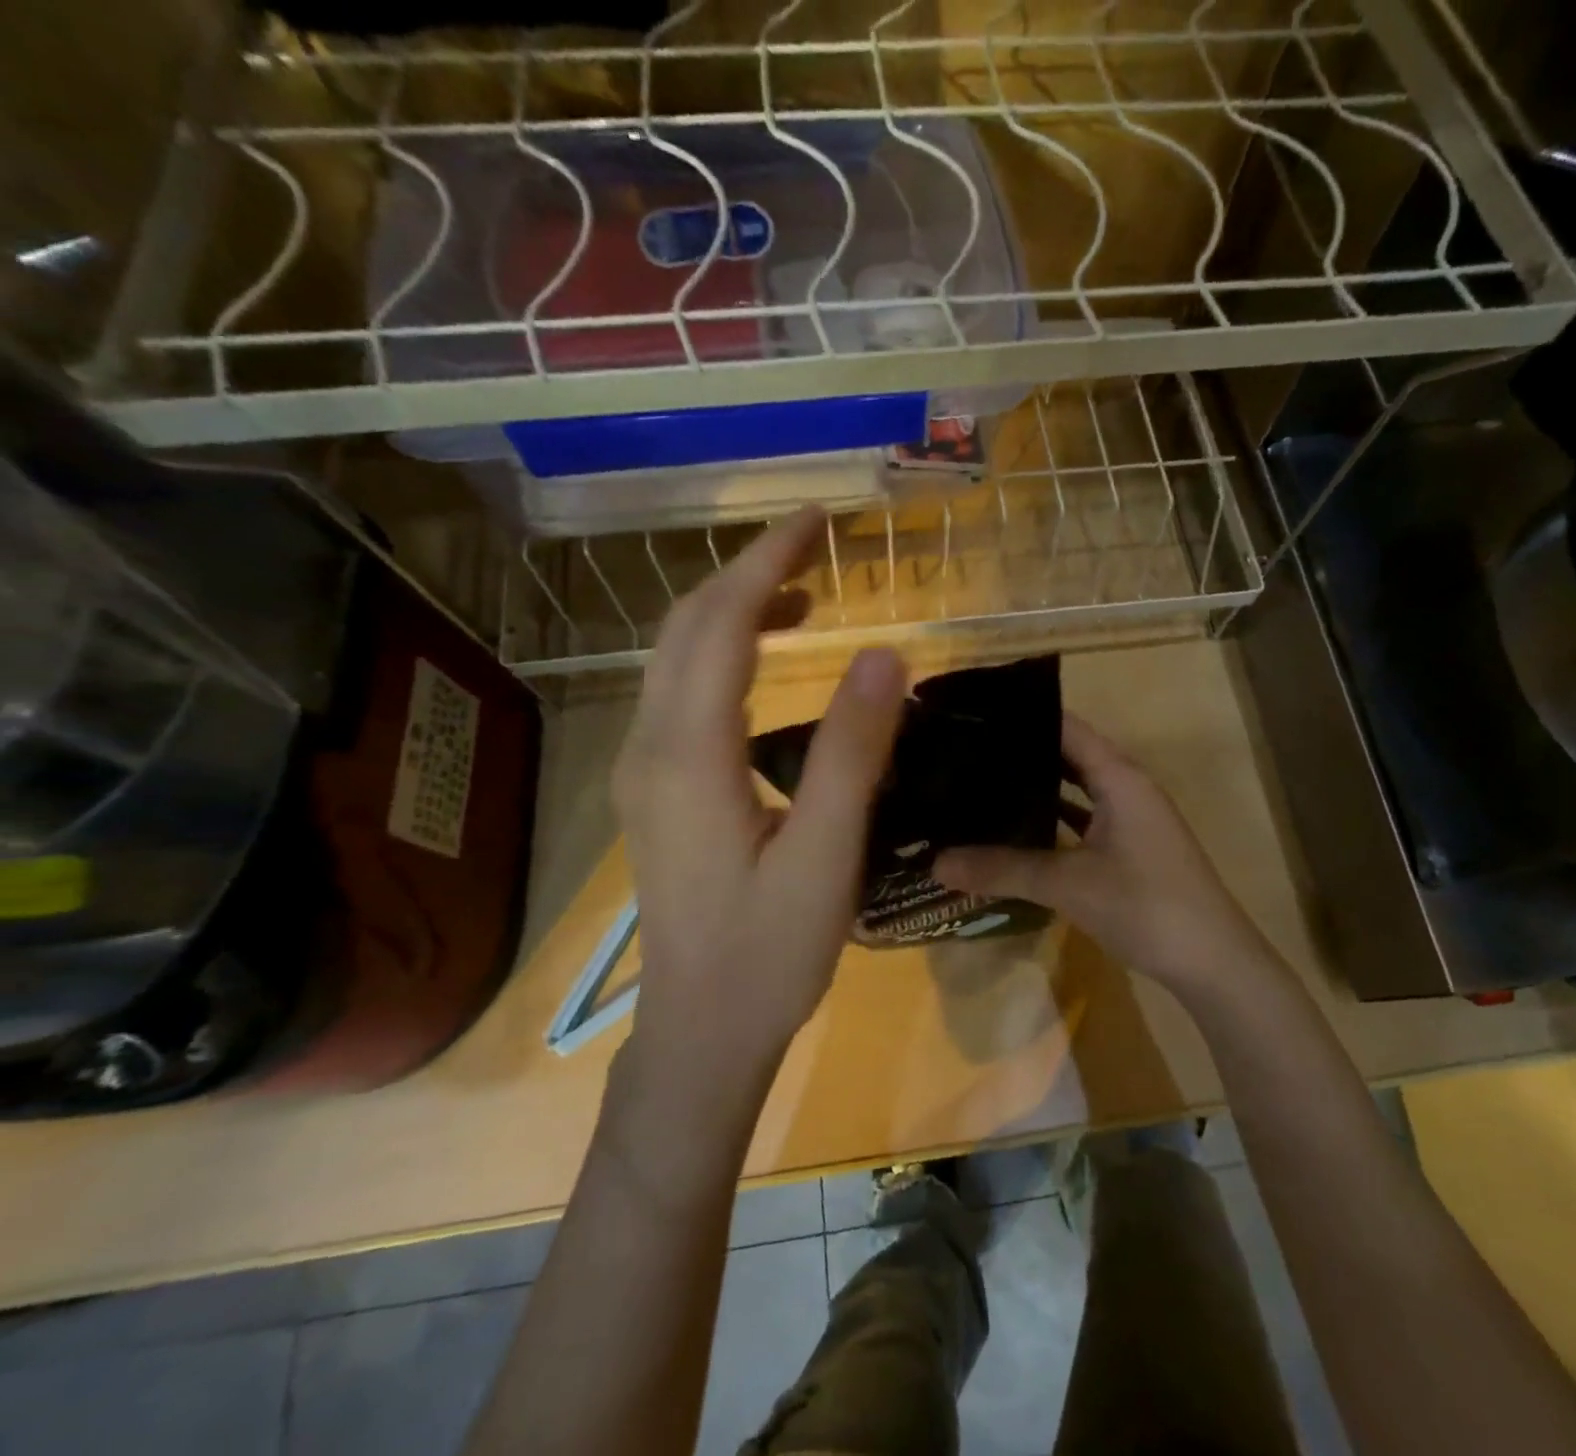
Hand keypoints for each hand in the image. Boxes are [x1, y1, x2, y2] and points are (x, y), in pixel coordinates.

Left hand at [612, 509, 906, 1063]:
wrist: (702, 1031)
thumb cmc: (768, 952)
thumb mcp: (825, 855)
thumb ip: (852, 752)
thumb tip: (887, 654)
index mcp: (689, 755)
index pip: (721, 626)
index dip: (768, 563)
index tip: (817, 521)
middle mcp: (651, 747)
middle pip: (686, 628)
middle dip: (748, 572)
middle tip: (815, 544)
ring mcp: (645, 769)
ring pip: (677, 658)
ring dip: (733, 609)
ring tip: (802, 594)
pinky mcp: (656, 790)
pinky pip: (682, 693)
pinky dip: (724, 653)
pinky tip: (766, 663)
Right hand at [932, 714, 1274, 1000]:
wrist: (1213, 962)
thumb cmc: (1146, 905)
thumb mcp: (1069, 885)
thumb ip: (1003, 869)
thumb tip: (936, 863)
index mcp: (1119, 776)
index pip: (1065, 725)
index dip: (1022, 716)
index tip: (973, 715)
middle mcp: (1127, 787)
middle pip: (1068, 754)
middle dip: (1021, 753)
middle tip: (964, 752)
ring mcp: (1131, 819)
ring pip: (1076, 790)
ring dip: (1036, 788)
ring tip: (980, 784)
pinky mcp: (1130, 848)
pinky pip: (1084, 820)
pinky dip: (1053, 821)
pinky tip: (1017, 830)